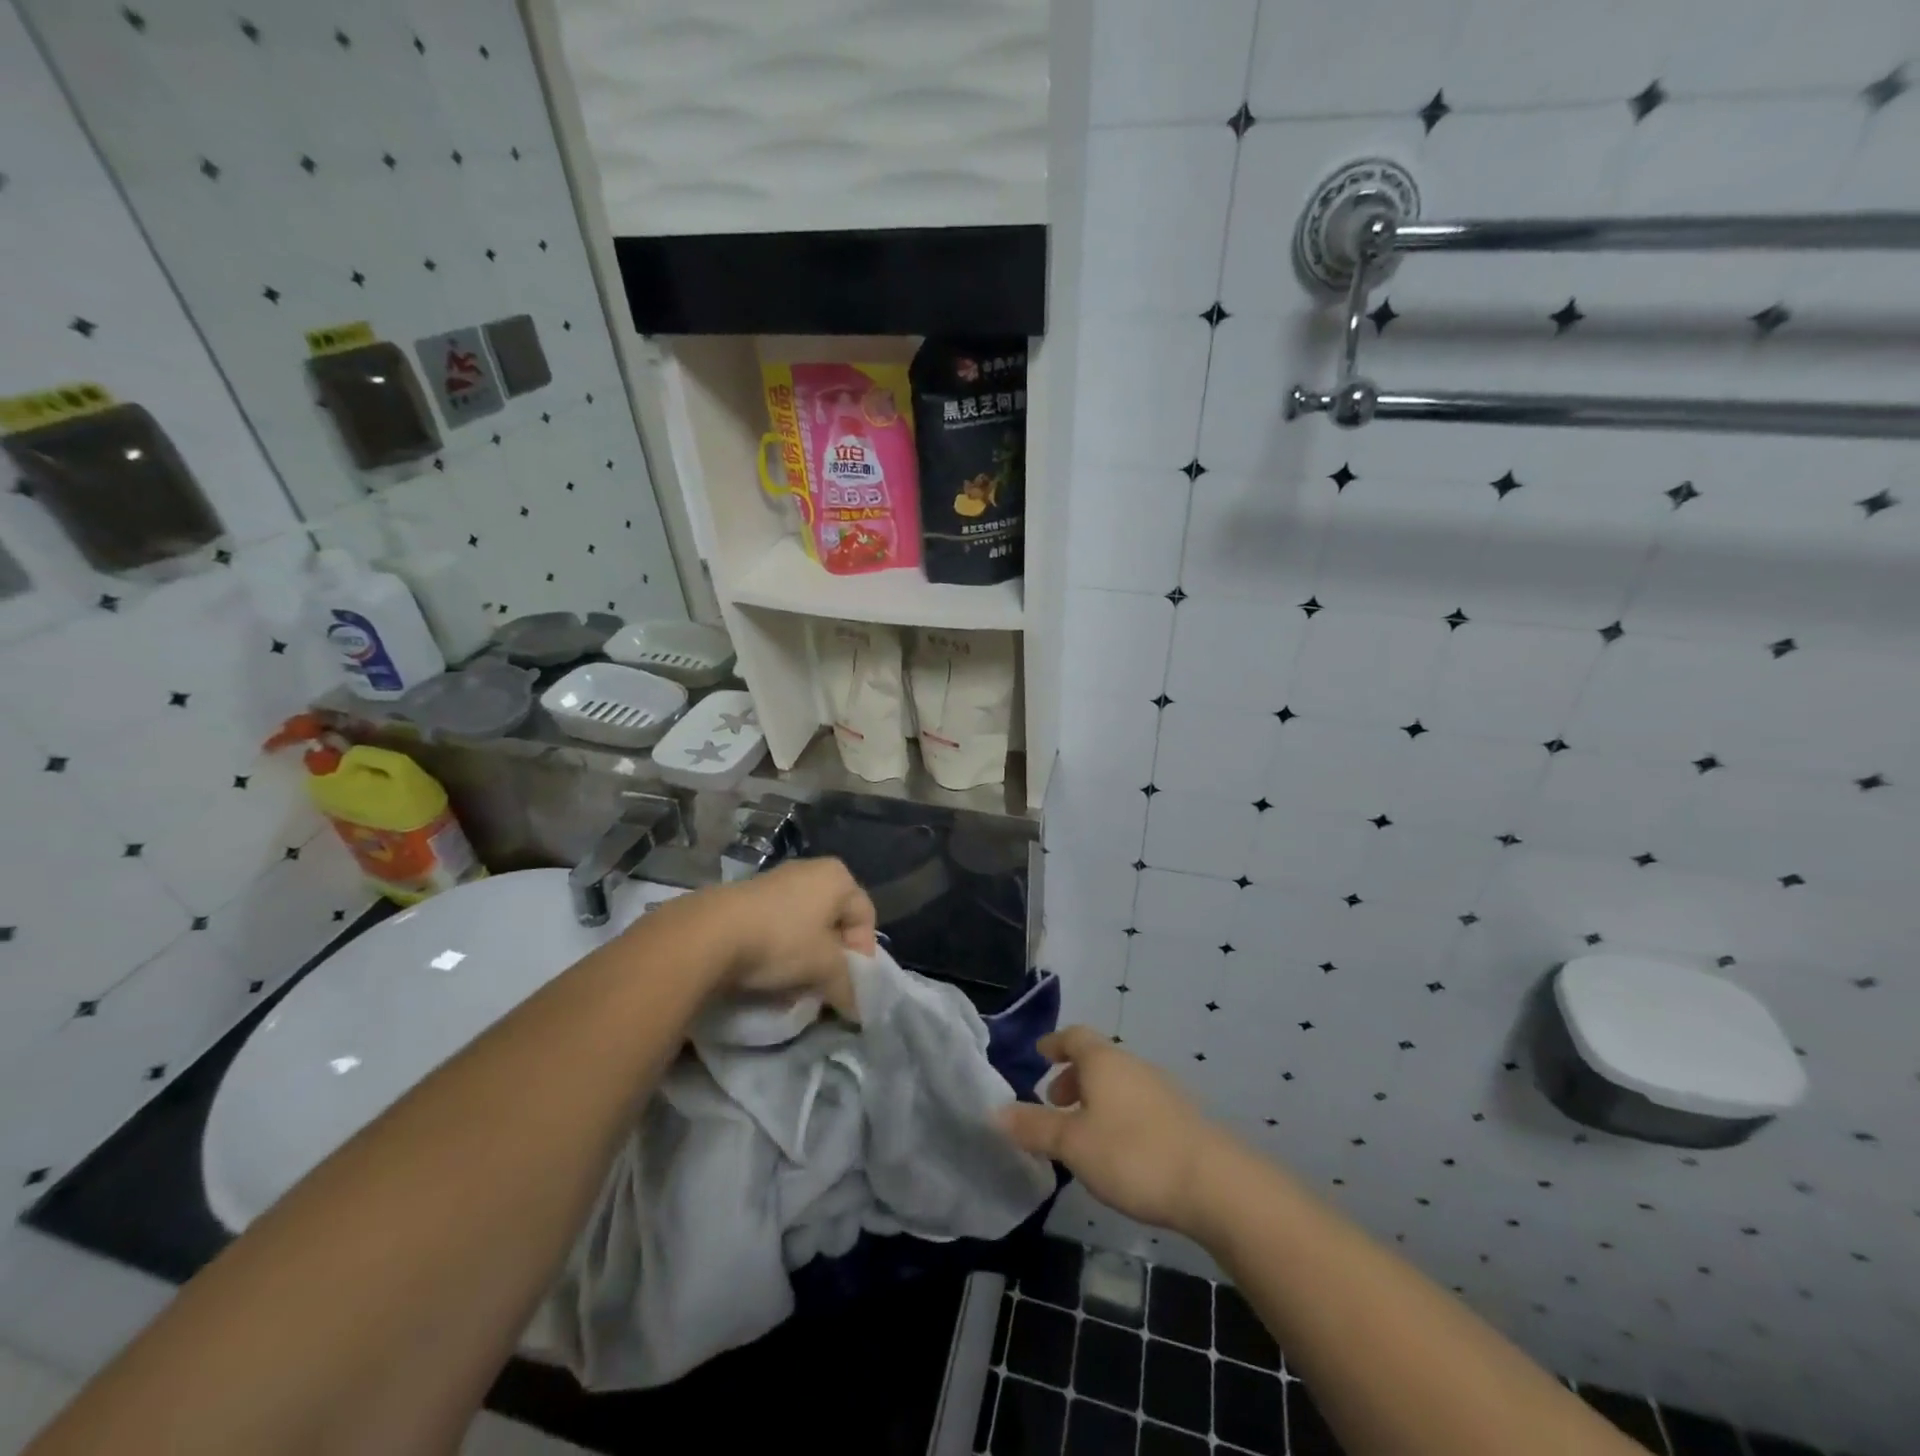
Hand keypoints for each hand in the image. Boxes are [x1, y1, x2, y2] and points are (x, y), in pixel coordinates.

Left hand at [705, 857, 875, 1016]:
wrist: (711, 933)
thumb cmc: (782, 941)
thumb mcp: (824, 968)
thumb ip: (848, 987)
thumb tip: (858, 1010)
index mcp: (837, 877)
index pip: (865, 917)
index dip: (863, 954)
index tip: (849, 983)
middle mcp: (810, 870)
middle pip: (834, 920)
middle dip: (832, 957)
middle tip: (824, 986)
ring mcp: (776, 880)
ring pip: (804, 925)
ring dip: (805, 956)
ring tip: (795, 985)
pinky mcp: (748, 896)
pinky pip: (777, 925)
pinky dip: (779, 949)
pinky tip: (768, 973)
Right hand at [998, 1027, 1235, 1235]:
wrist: (1214, 1184)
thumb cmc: (1132, 1154)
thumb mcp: (1073, 1144)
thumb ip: (1034, 1127)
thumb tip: (996, 1112)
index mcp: (1104, 1061)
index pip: (1074, 1036)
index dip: (1055, 1043)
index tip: (1040, 1054)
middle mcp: (1133, 1066)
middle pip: (1098, 1059)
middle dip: (1073, 1077)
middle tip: (1054, 1103)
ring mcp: (1162, 1090)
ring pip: (1119, 1083)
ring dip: (1096, 1099)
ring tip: (1082, 1132)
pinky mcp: (1181, 1118)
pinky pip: (1138, 1104)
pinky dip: (1118, 1115)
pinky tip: (1117, 1151)